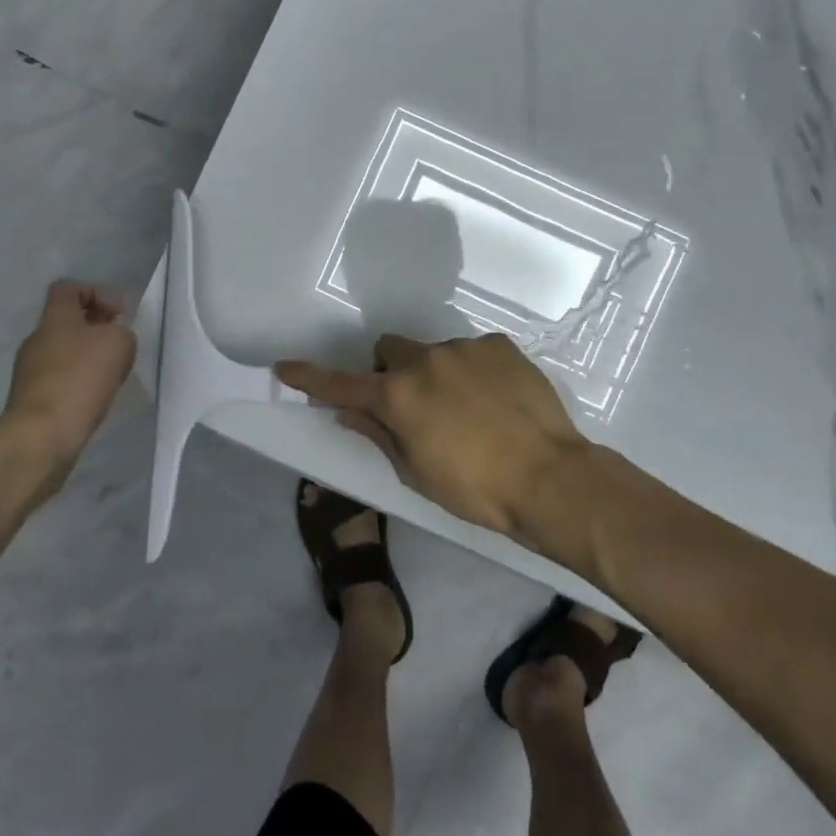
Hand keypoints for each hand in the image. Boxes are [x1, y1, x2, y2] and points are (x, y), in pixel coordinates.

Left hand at [0, 281, 136, 488]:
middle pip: (67, 321)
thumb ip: (121, 333)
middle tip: (120, 346)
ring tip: (112, 376)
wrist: (42, 435)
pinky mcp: (32, 399)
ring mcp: (30, 370)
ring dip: (90, 358)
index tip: (118, 315)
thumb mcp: (119, 343)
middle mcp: (37, 338)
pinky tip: (95, 397)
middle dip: (97, 329)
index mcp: (55, 317)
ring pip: (65, 351)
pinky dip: (80, 382)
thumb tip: (113, 340)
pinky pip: (61, 378)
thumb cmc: (81, 377)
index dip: (96, 293)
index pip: (68, 287)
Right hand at [275, 332, 590, 539]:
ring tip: (468, 409)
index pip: (342, 384)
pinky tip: (495, 399)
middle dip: (390, 371)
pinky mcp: (499, 345)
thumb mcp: (417, 473)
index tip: (284, 368)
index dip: (311, 378)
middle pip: (390, 350)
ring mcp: (465, 348)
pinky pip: (472, 351)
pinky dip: (472, 370)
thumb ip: (380, 436)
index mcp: (398, 396)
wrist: (551, 477)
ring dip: (436, 373)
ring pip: (434, 351)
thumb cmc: (477, 490)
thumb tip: (350, 414)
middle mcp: (425, 361)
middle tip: (410, 404)